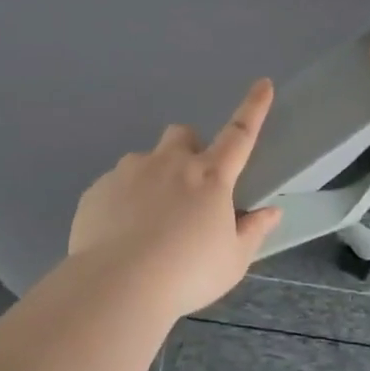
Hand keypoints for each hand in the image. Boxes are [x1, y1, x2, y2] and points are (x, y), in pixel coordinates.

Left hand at [67, 79, 284, 315]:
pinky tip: (121, 235)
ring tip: (148, 221)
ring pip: (145, 160)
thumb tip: (271, 212)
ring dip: (153, 178)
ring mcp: (130, 172)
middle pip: (182, 134)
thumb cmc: (186, 274)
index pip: (240, 134)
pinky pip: (115, 185)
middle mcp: (170, 163)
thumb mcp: (232, 261)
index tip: (263, 84)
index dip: (254, 108)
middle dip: (188, 150)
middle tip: (188, 188)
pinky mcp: (98, 188)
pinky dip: (123, 201)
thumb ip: (253, 231)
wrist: (117, 286)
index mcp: (210, 177)